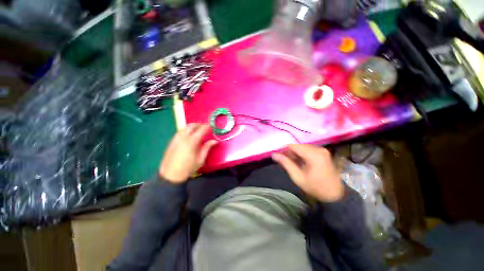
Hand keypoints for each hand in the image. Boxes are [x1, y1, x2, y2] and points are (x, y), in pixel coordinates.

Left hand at [159, 123, 216, 183]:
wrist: (171, 175)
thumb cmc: (188, 168)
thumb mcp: (200, 159)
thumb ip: (207, 148)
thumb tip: (215, 141)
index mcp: (192, 142)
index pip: (201, 130)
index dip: (207, 126)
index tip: (212, 126)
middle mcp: (183, 137)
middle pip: (192, 126)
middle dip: (199, 124)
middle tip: (205, 127)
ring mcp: (176, 139)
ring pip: (185, 127)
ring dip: (192, 127)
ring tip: (197, 130)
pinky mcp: (171, 141)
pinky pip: (180, 132)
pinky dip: (186, 130)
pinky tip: (188, 135)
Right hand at [272, 144, 343, 201]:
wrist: (335, 195)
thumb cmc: (315, 187)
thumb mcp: (297, 177)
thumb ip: (285, 163)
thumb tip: (274, 154)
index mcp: (313, 154)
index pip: (293, 146)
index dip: (284, 149)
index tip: (278, 155)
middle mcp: (318, 149)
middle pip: (298, 146)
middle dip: (290, 152)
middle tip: (284, 160)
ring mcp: (322, 150)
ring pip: (303, 147)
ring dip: (295, 153)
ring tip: (292, 162)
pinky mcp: (324, 152)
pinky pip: (308, 149)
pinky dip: (302, 154)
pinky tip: (300, 161)